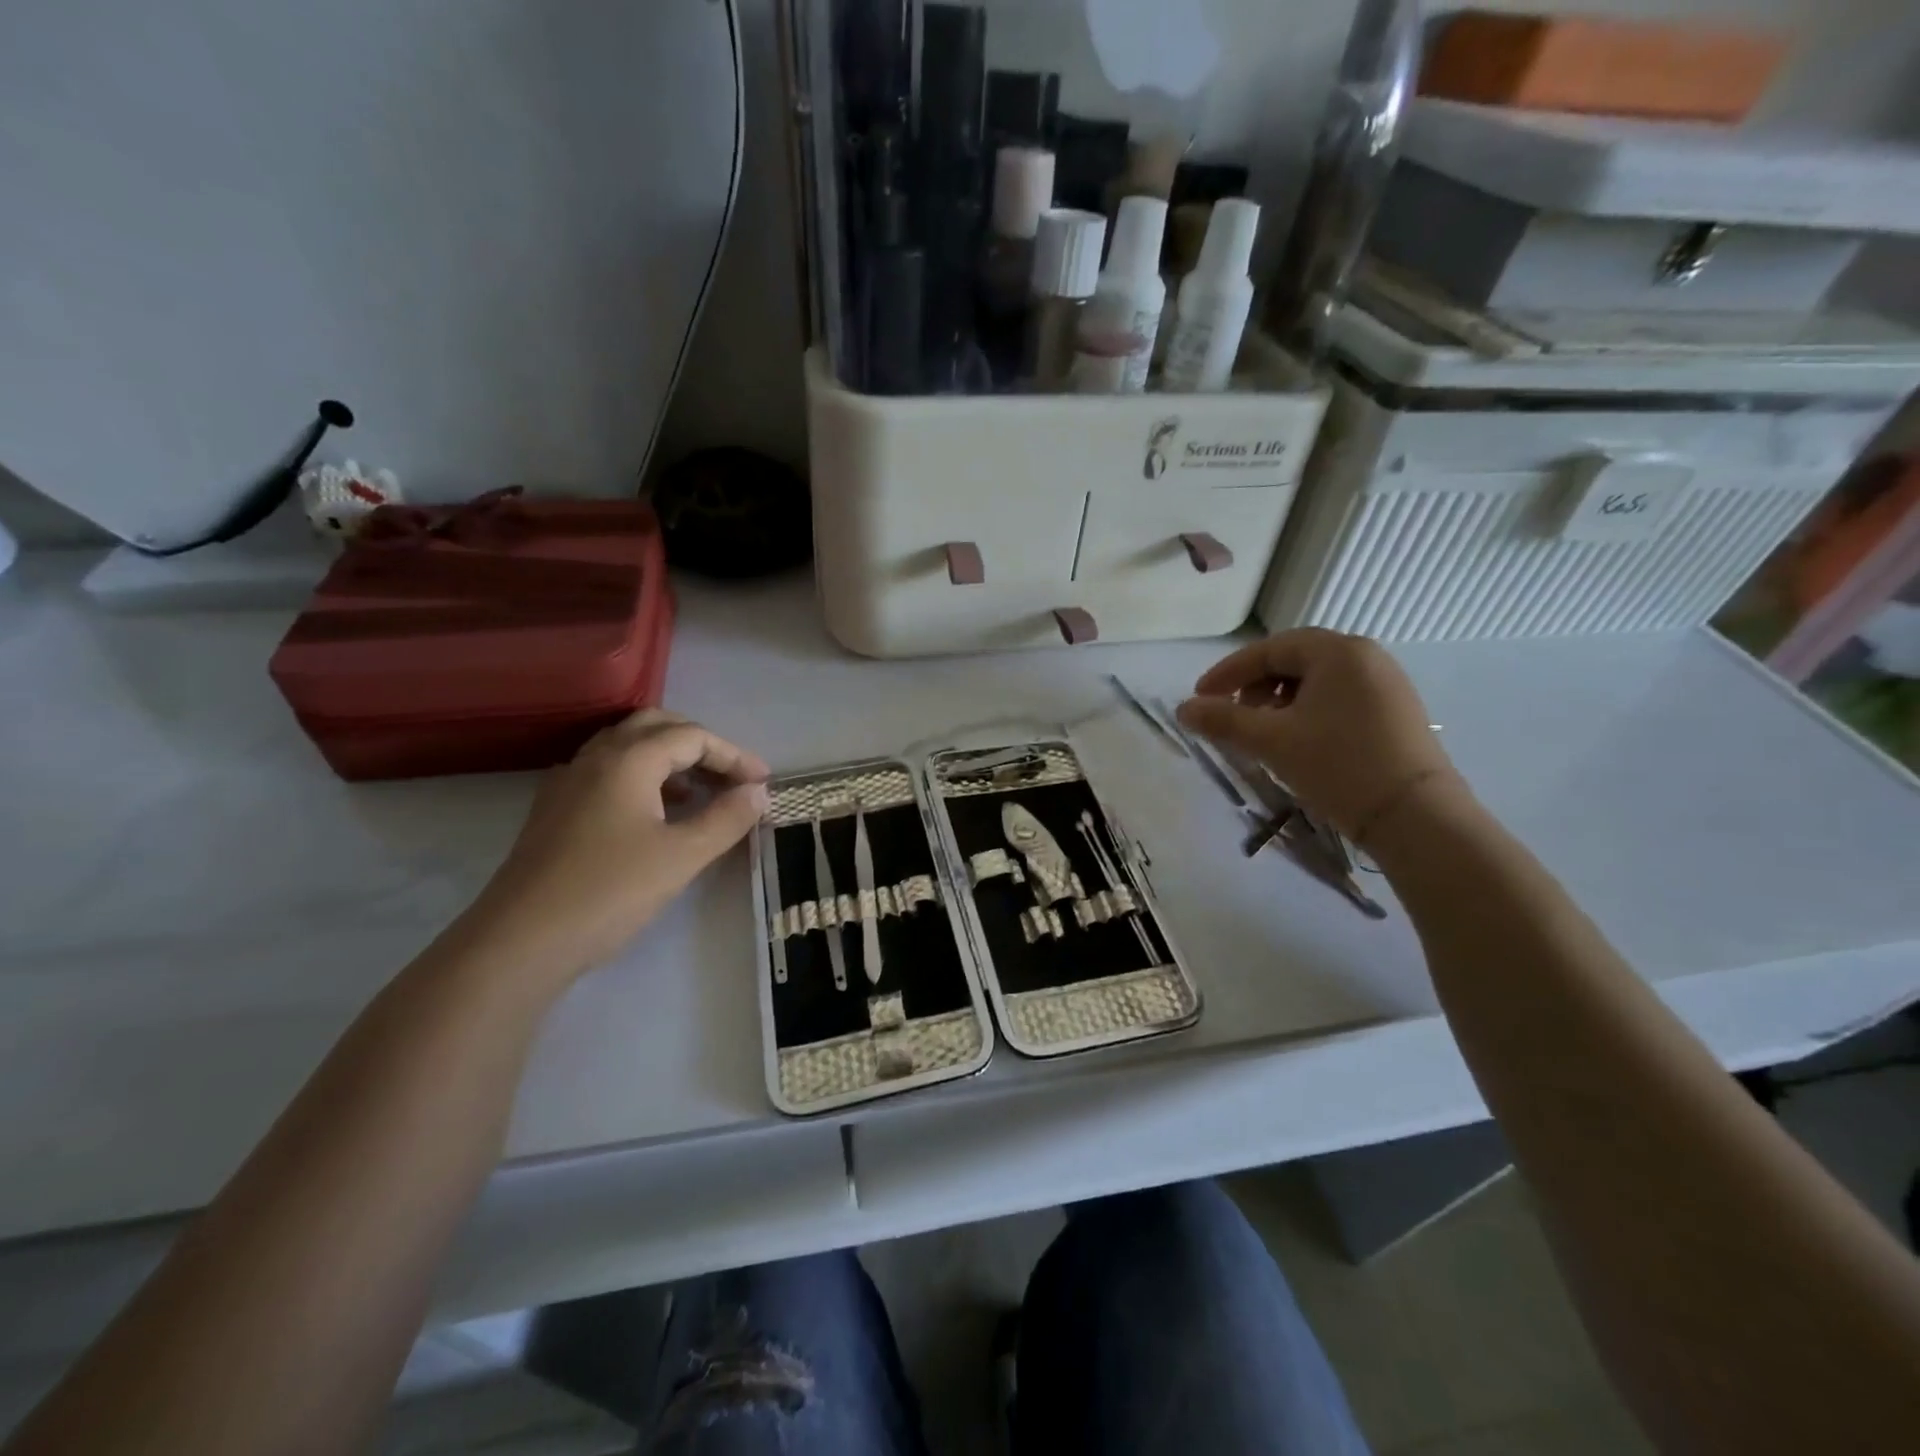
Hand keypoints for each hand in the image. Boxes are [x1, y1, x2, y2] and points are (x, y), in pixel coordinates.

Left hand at [457, 711, 770, 977]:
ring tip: (700, 792)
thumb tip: (757, 792)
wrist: (520, 941)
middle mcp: (595, 757)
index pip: (692, 736)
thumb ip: (726, 818)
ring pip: (628, 747)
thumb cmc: (609, 891)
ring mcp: (569, 782)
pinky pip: (608, 771)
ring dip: (670, 758)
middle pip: (656, 726)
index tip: (762, 783)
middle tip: (731, 775)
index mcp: (628, 759)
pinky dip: (643, 776)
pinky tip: (656, 813)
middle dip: (700, 744)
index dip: (733, 755)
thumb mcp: (682, 856)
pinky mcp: (556, 809)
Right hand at [1176, 629, 1459, 842]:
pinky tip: (1299, 741)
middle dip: (1255, 686)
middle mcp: (1366, 656)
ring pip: (1316, 680)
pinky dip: (1308, 711)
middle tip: (1233, 716)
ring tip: (1264, 733)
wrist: (1416, 817)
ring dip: (1280, 700)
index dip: (1228, 672)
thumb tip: (1183, 708)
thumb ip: (1222, 719)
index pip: (1268, 649)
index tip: (1201, 698)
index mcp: (1337, 651)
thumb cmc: (1338, 766)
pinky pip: (1339, 697)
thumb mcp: (1271, 741)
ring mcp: (1386, 683)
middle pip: (1293, 660)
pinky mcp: (1396, 711)